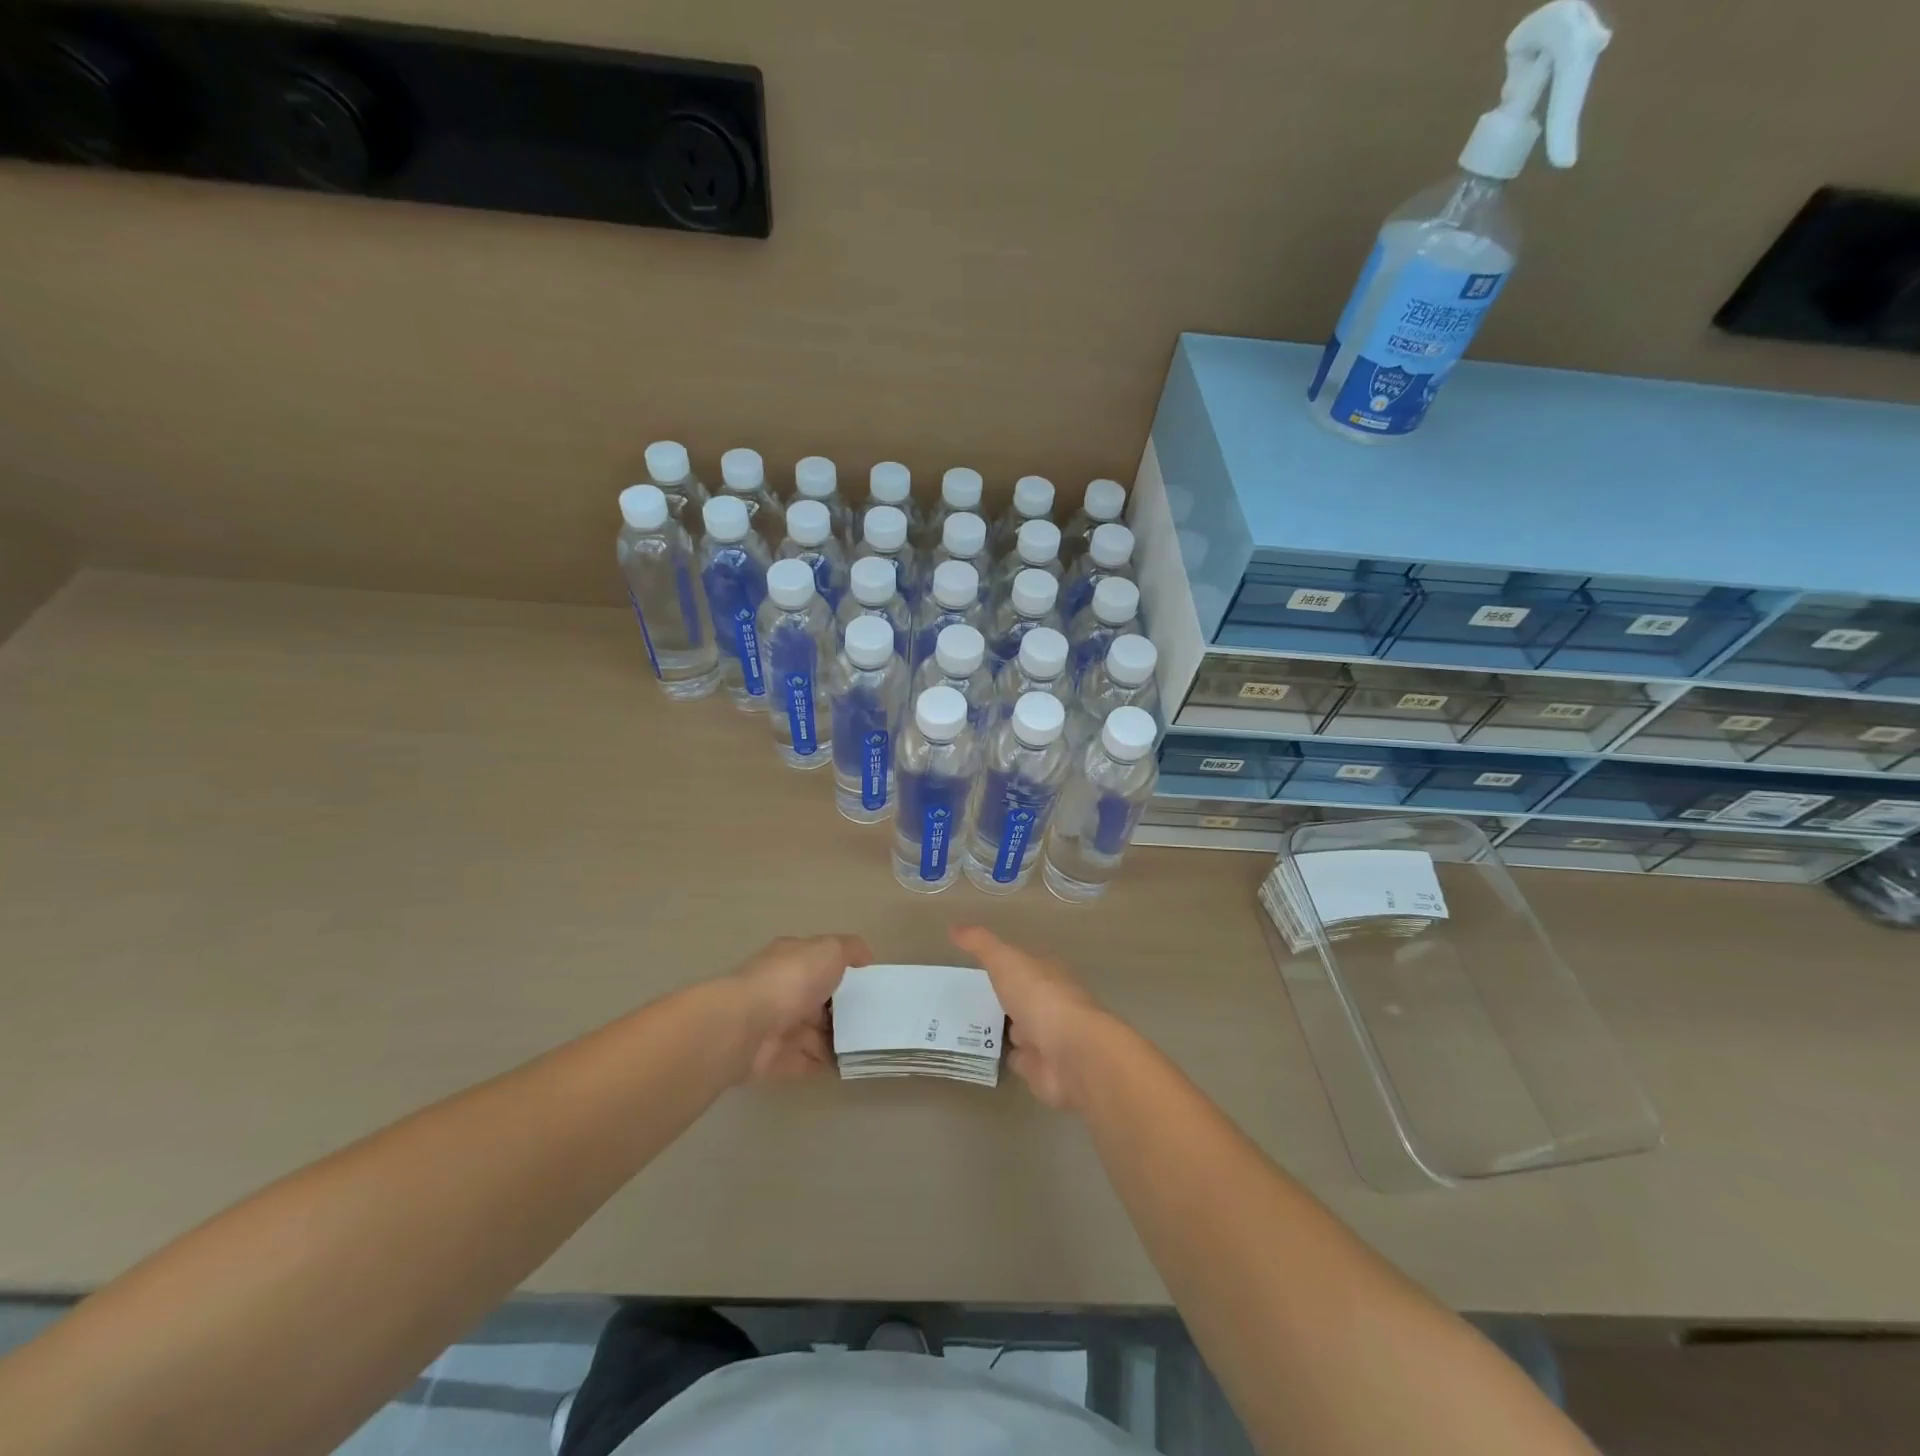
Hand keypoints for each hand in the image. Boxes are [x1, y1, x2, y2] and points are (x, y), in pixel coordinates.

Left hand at [729, 934, 870, 1083]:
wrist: (746, 1027)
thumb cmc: (791, 980)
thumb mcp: (829, 950)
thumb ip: (850, 950)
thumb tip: (865, 958)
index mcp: (791, 959)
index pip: (819, 962)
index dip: (842, 970)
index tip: (868, 984)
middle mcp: (782, 990)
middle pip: (817, 1000)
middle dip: (842, 1009)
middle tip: (874, 1019)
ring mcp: (776, 1026)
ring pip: (813, 1033)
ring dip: (836, 1040)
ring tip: (869, 1046)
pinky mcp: (774, 1060)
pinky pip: (805, 1062)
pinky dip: (824, 1065)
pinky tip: (849, 1065)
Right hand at [949, 925, 1108, 1109]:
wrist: (1069, 1054)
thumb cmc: (1040, 997)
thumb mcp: (1005, 961)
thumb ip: (981, 944)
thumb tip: (953, 927)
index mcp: (1047, 973)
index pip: (1025, 964)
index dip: (1005, 962)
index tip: (979, 964)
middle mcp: (1049, 1002)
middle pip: (1021, 996)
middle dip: (1001, 996)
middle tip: (965, 996)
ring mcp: (1045, 1036)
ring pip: (1017, 1027)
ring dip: (1000, 1027)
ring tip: (964, 1023)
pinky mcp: (1038, 1067)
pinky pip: (1015, 1057)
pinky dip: (1001, 1054)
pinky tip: (979, 1052)